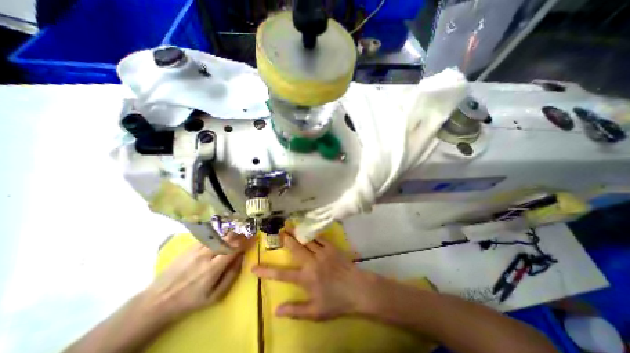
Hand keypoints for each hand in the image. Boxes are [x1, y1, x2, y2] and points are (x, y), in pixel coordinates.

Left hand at [147, 233, 254, 320]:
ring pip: (219, 235)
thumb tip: (242, 259)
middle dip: (241, 233)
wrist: (158, 300)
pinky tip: (224, 233)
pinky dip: (220, 233)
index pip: (234, 249)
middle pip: (227, 238)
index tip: (254, 238)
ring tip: (239, 231)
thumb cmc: (190, 300)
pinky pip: (209, 236)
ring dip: (232, 231)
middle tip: (248, 232)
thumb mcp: (215, 296)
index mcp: (213, 269)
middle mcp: (206, 255)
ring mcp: (196, 249)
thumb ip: (231, 276)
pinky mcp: (190, 247)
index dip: (246, 242)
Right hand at [251, 228, 369, 321]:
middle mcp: (311, 262)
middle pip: (295, 249)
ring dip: (297, 233)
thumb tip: (276, 310)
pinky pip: (320, 238)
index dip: (267, 271)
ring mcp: (322, 253)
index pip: (282, 274)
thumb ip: (295, 310)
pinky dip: (312, 233)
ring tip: (290, 225)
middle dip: (285, 239)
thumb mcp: (315, 312)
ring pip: (306, 240)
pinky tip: (308, 229)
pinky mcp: (331, 248)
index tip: (255, 267)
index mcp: (306, 278)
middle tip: (278, 231)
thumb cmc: (337, 301)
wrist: (358, 289)